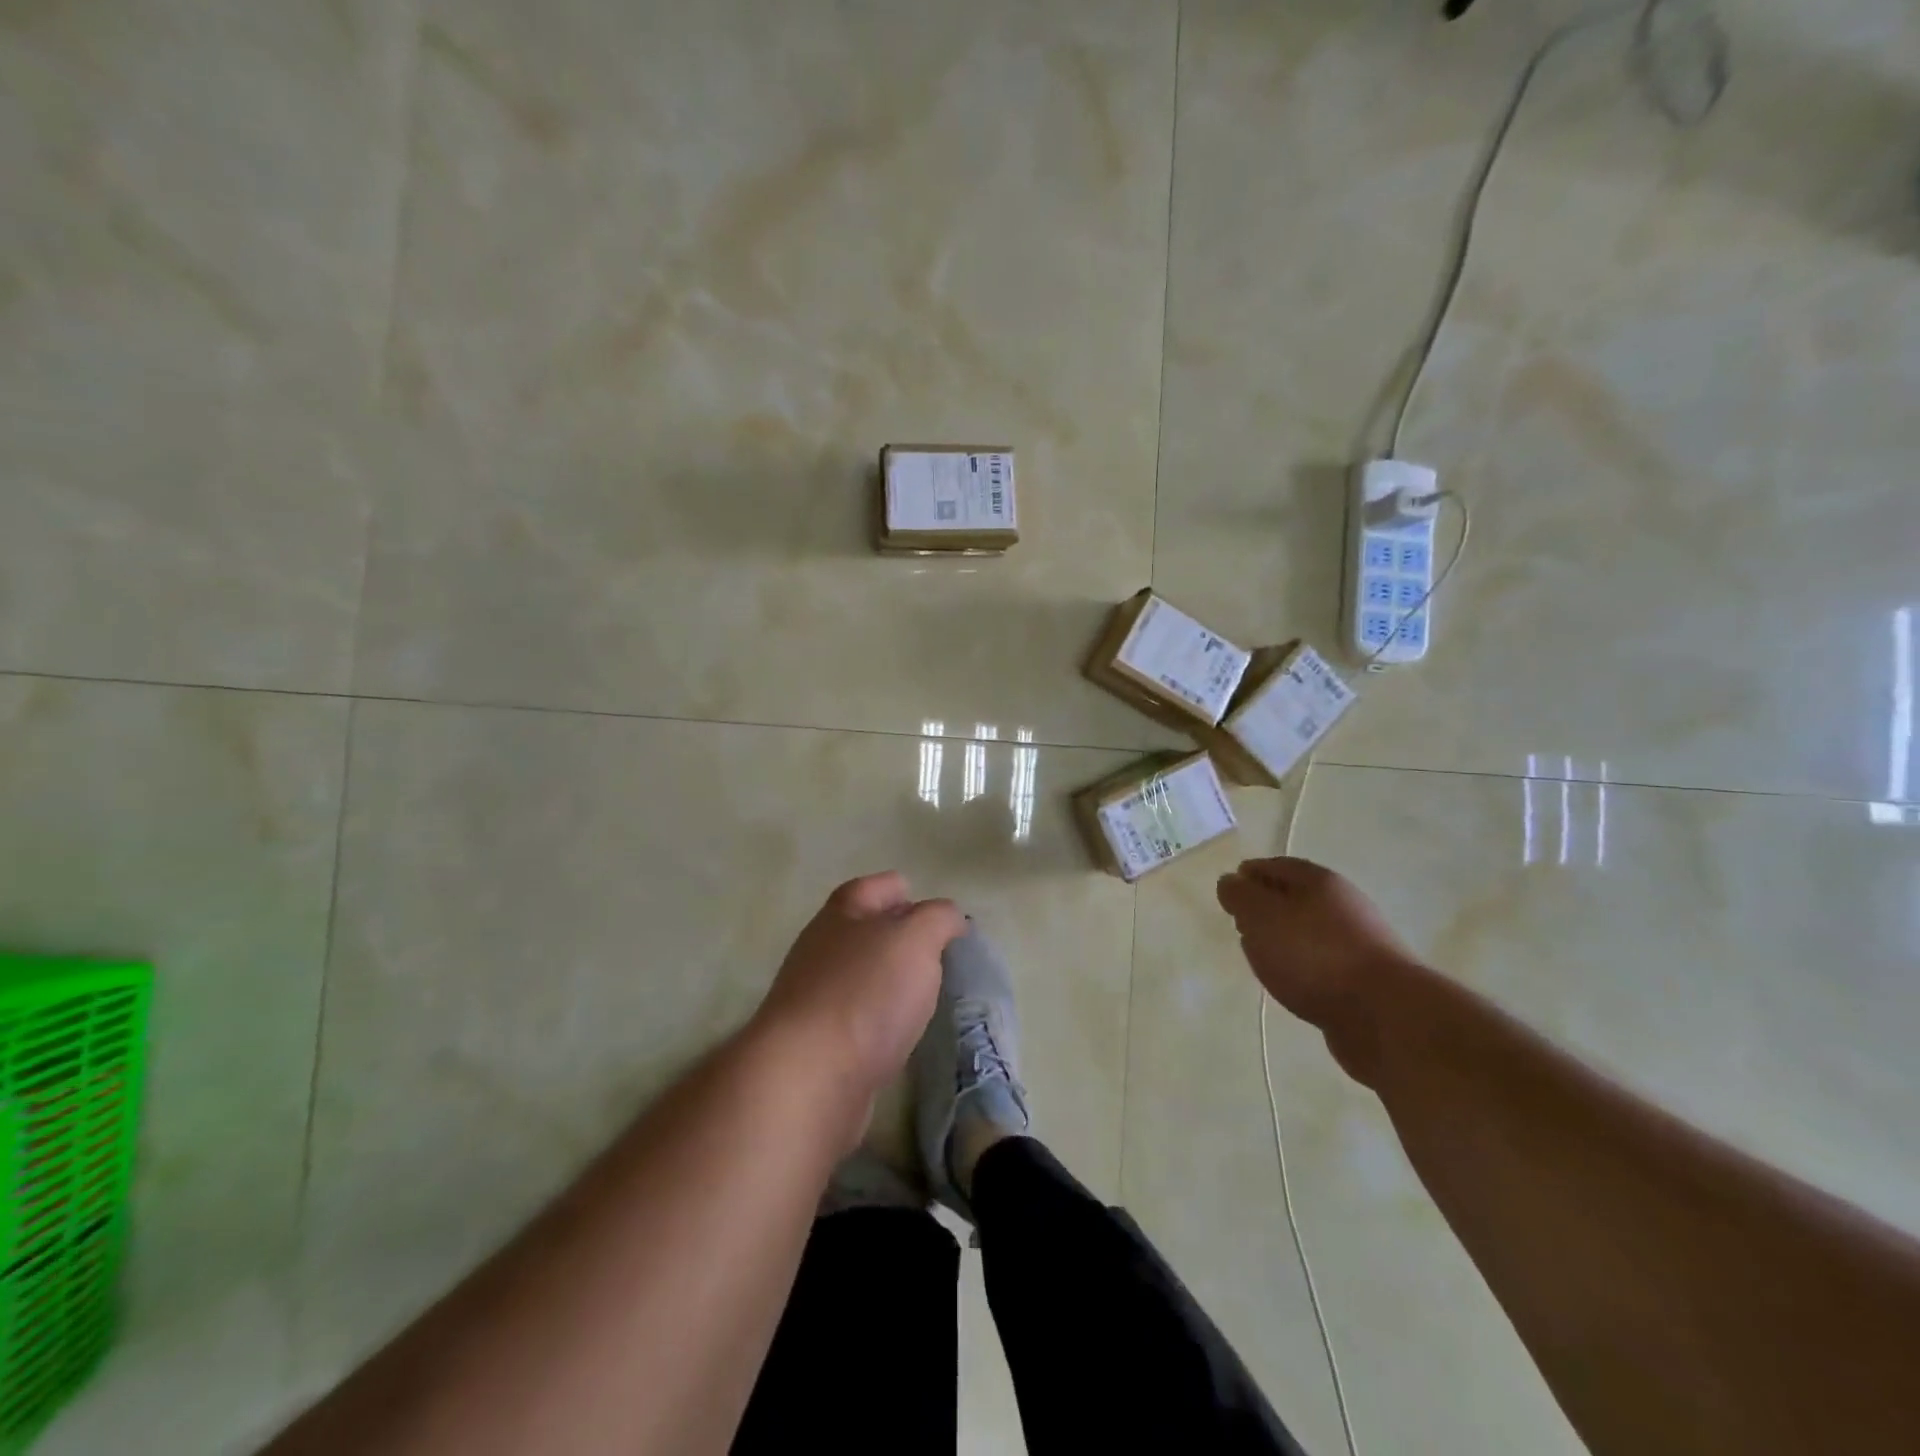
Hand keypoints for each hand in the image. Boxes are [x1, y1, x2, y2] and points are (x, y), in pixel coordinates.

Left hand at [756, 872, 964, 1106]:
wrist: (807, 1079)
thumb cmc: (865, 994)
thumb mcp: (915, 940)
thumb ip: (937, 919)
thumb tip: (948, 917)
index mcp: (841, 915)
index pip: (873, 888)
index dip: (903, 891)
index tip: (937, 912)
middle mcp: (822, 950)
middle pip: (864, 931)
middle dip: (900, 937)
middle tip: (940, 953)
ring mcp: (815, 998)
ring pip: (861, 975)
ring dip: (891, 980)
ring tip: (928, 992)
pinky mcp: (818, 1044)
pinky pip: (857, 1018)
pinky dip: (880, 1019)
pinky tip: (901, 1032)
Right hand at [1216, 857, 1418, 1079]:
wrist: (1385, 1015)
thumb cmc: (1314, 955)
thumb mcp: (1261, 916)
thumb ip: (1239, 895)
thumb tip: (1230, 882)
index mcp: (1318, 881)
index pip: (1275, 866)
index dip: (1249, 874)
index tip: (1228, 891)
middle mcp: (1343, 904)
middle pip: (1294, 896)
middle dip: (1265, 906)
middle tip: (1240, 923)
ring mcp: (1358, 941)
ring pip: (1308, 930)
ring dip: (1284, 938)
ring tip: (1261, 956)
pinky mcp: (1365, 978)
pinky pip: (1322, 961)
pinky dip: (1303, 964)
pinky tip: (1291, 981)